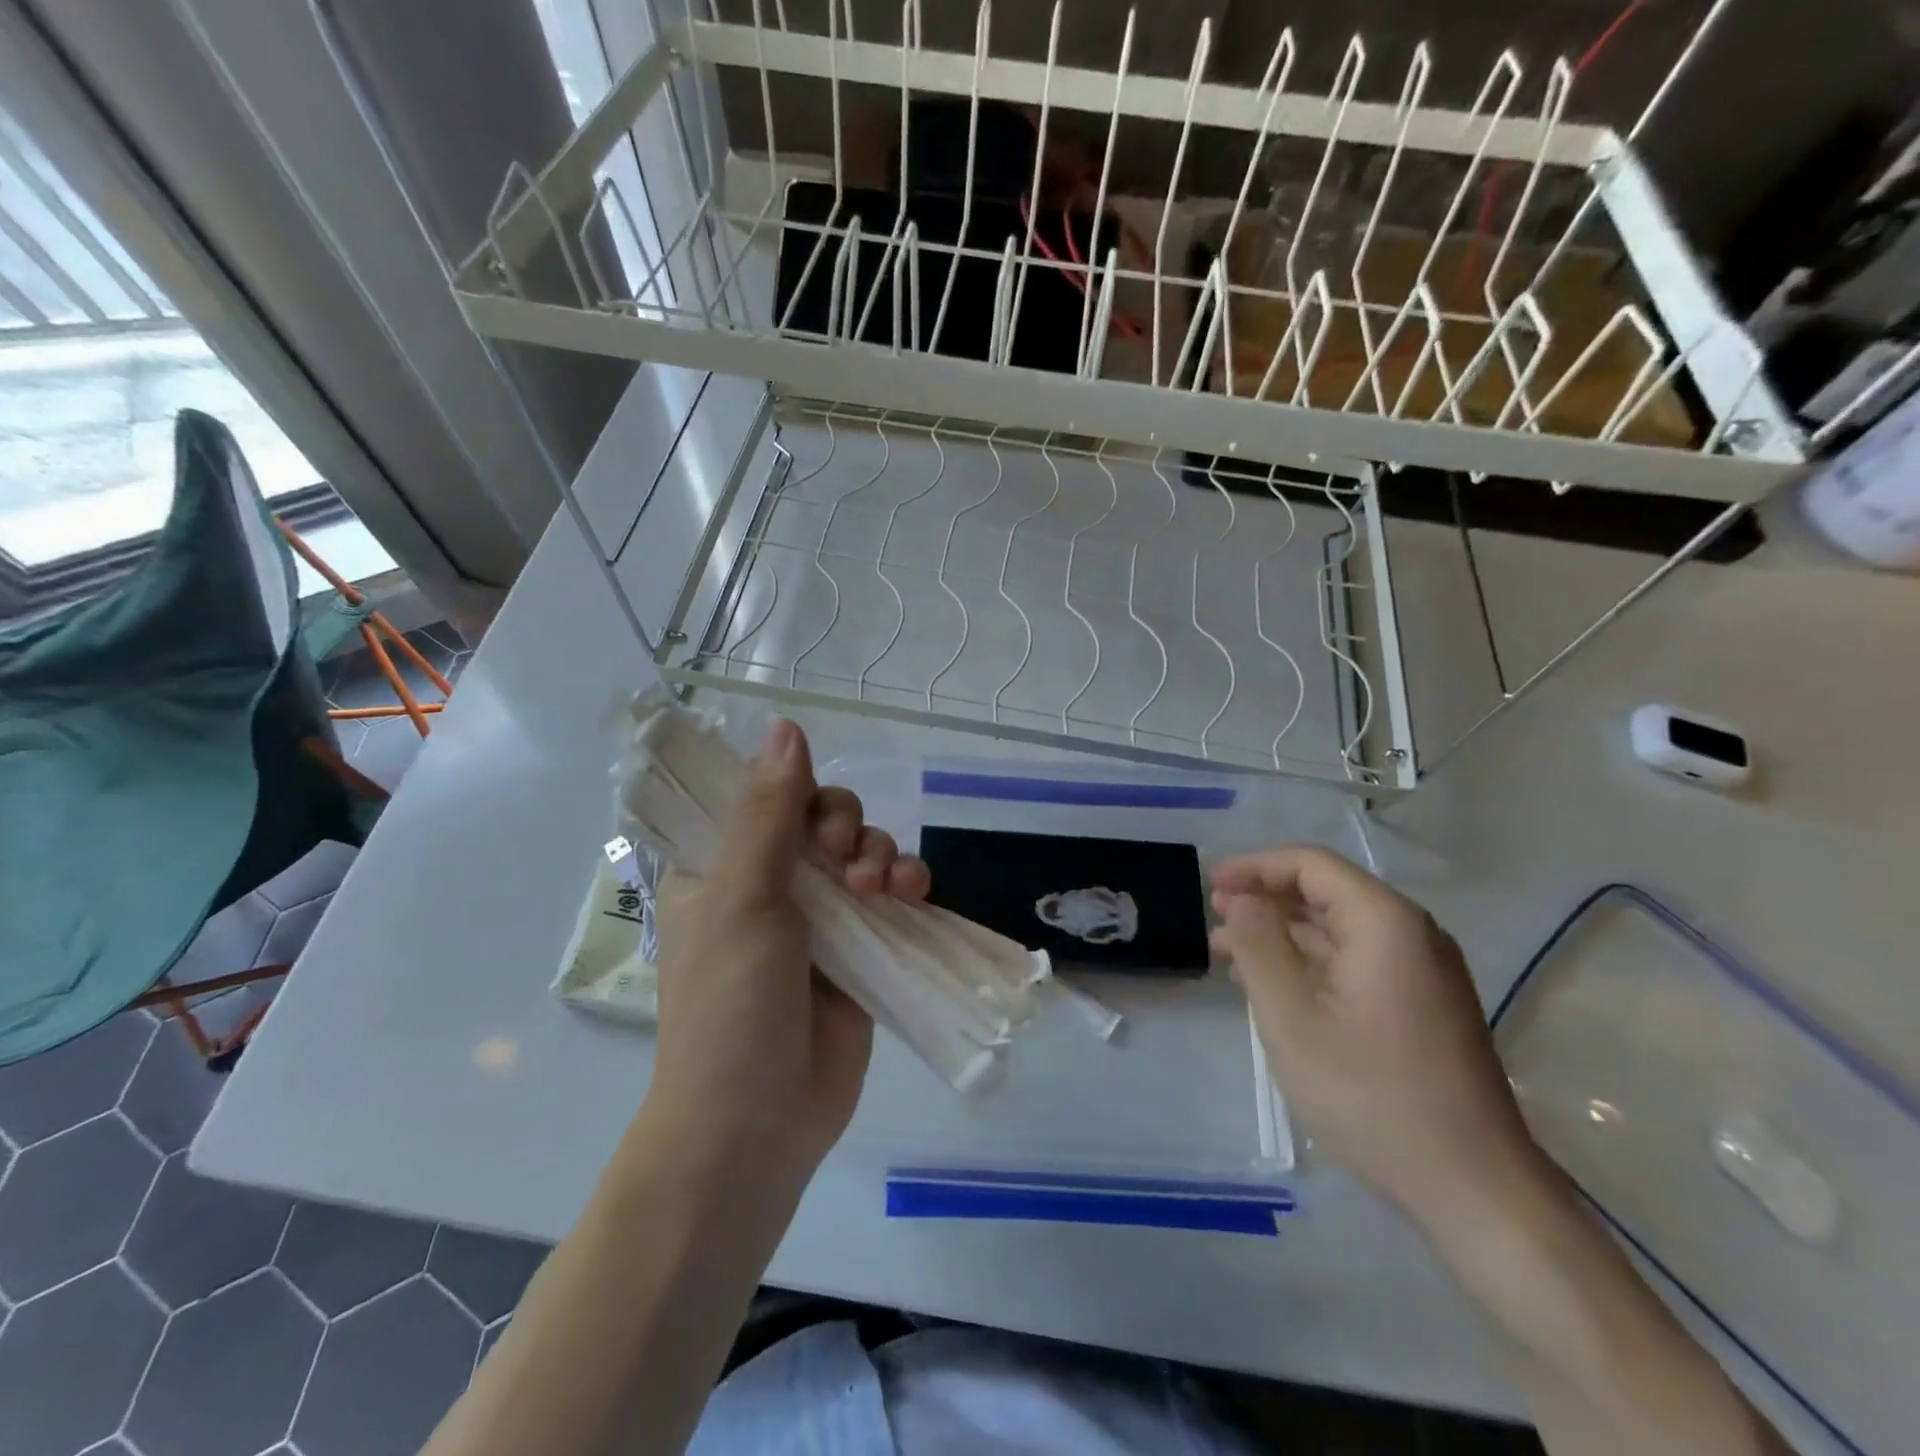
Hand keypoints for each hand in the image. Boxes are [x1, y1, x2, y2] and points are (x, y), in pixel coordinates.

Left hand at [642, 720, 929, 1200]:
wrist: (757, 1122)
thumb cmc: (729, 1002)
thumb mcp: (743, 896)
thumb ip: (769, 811)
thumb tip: (785, 724)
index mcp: (721, 865)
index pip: (759, 795)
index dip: (791, 786)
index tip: (805, 805)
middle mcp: (769, 882)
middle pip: (820, 816)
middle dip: (842, 825)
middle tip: (838, 859)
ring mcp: (818, 917)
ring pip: (861, 851)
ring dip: (879, 853)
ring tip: (880, 888)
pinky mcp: (861, 947)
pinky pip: (891, 894)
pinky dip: (906, 882)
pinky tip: (912, 893)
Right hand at [1211, 846, 1546, 1233]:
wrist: (1473, 1190)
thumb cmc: (1371, 1096)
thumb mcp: (1292, 1017)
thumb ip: (1259, 946)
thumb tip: (1240, 899)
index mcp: (1386, 923)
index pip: (1311, 865)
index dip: (1255, 867)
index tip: (1210, 886)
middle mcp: (1411, 935)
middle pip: (1327, 892)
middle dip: (1265, 899)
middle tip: (1214, 918)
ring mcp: (1421, 973)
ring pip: (1338, 929)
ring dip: (1282, 932)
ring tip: (1228, 951)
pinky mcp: (1421, 1007)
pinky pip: (1354, 962)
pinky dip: (1308, 962)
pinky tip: (1273, 984)